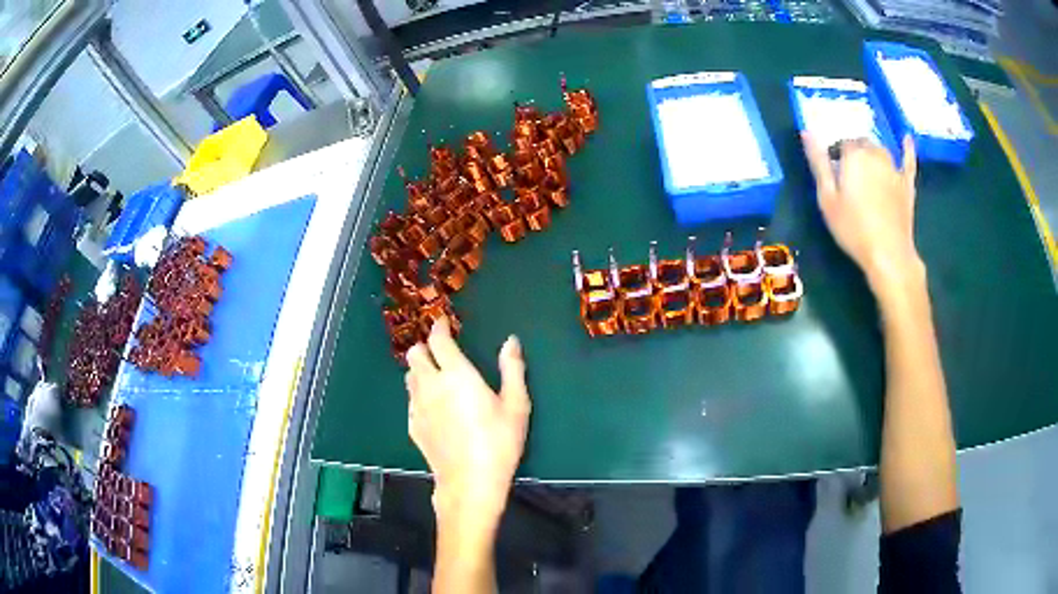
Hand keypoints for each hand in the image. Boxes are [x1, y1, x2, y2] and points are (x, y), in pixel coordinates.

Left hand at [405, 318, 530, 525]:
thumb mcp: (516, 405)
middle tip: (440, 352)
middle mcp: (431, 385)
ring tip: (435, 377)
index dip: (439, 327)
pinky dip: (418, 393)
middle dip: (425, 347)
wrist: (469, 482)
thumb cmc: (498, 442)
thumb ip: (512, 369)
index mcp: (456, 374)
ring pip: (409, 376)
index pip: (438, 340)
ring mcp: (417, 406)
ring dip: (420, 370)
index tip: (443, 323)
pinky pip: (410, 399)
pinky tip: (432, 406)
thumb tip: (510, 341)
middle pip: (415, 354)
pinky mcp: (412, 425)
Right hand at [802, 133, 923, 293]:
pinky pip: (908, 160)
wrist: (888, 254)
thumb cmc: (853, 228)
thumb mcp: (827, 198)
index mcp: (853, 155)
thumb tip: (807, 131)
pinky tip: (907, 139)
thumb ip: (818, 163)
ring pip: (880, 150)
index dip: (835, 154)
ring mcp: (894, 168)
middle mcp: (874, 154)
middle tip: (848, 174)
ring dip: (872, 153)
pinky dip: (907, 148)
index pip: (841, 142)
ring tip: (866, 169)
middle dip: (853, 152)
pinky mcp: (907, 184)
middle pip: (861, 143)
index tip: (832, 171)